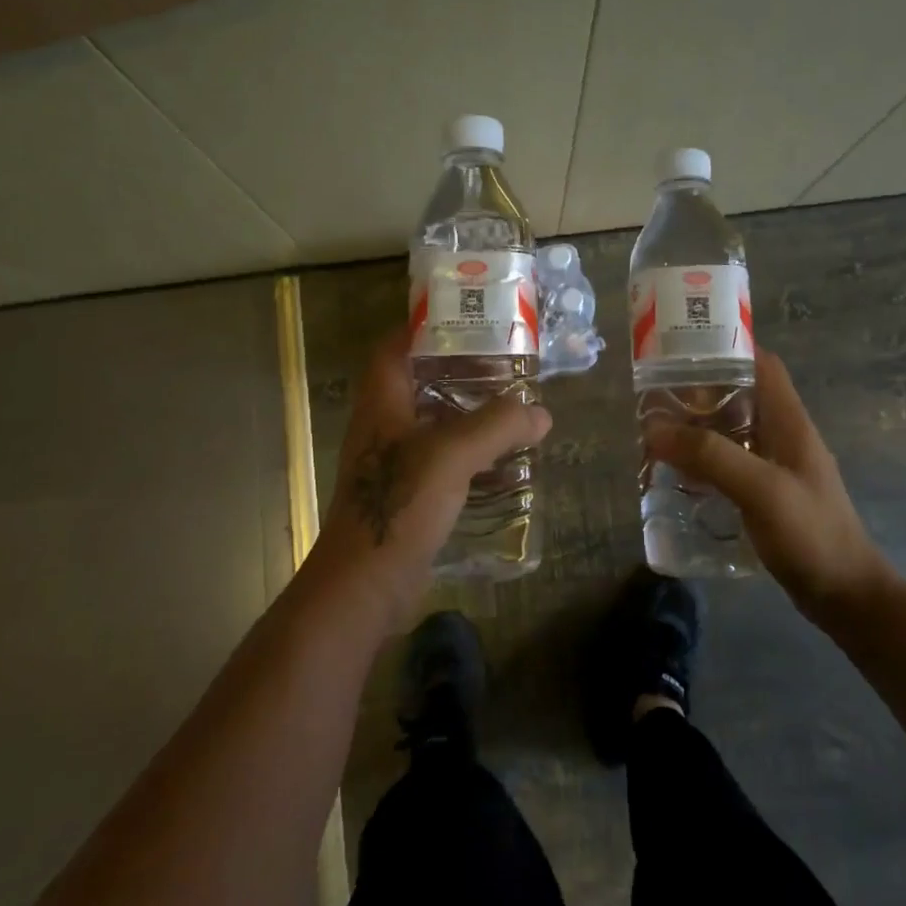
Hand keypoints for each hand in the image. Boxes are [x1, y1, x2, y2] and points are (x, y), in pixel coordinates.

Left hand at [309, 330, 550, 633]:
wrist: (366, 584)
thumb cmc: (400, 503)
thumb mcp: (453, 454)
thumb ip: (498, 426)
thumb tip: (540, 413)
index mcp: (382, 403)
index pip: (394, 348)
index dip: (422, 329)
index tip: (466, 321)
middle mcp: (383, 427)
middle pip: (419, 384)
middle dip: (459, 373)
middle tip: (504, 367)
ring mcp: (393, 463)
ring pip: (433, 425)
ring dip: (468, 416)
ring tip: (511, 410)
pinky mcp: (407, 495)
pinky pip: (442, 462)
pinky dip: (470, 456)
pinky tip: (502, 465)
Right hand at [644, 349, 896, 626]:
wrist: (846, 597)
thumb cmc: (811, 534)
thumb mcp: (761, 489)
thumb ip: (711, 456)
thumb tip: (654, 428)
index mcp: (789, 422)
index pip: (762, 365)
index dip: (727, 348)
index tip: (684, 349)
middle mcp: (782, 436)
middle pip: (739, 396)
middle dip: (699, 392)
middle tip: (655, 398)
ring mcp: (776, 466)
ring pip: (731, 431)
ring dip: (697, 429)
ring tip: (657, 434)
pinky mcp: (766, 494)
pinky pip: (729, 464)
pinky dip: (703, 462)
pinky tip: (678, 475)